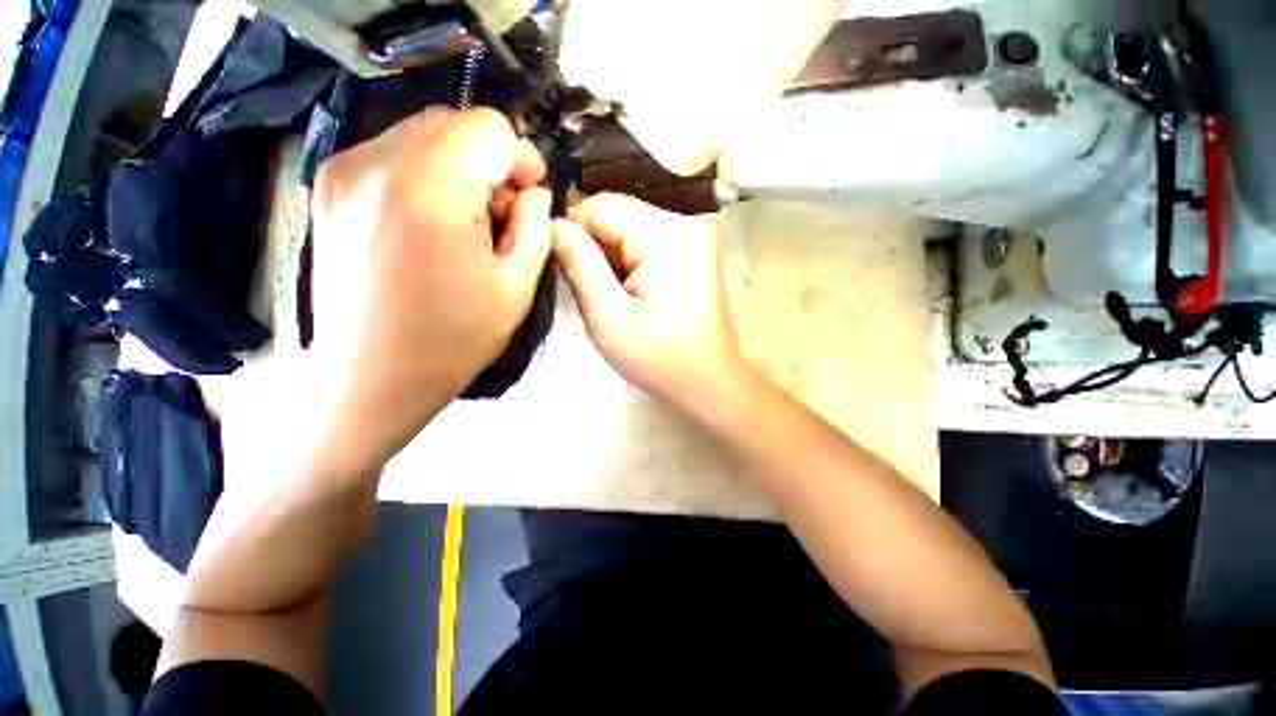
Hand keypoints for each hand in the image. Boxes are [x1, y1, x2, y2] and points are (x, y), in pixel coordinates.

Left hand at [308, 108, 550, 471]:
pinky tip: (432, 222)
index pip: (488, 125)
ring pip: (424, 133)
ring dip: (459, 167)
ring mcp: (344, 169)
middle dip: (491, 160)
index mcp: (431, 188)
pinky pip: (394, 153)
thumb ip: (535, 225)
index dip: (520, 157)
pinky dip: (426, 174)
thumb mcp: (517, 286)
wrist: (373, 375)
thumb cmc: (455, 338)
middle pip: (454, 122)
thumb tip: (533, 191)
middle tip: (502, 214)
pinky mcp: (329, 185)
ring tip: (467, 222)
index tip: (528, 196)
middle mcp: (377, 162)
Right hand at [552, 193, 743, 404]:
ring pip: (628, 228)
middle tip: (590, 290)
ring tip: (611, 296)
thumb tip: (552, 225)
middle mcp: (685, 225)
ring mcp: (692, 237)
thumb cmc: (661, 360)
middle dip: (593, 247)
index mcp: (668, 237)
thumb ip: (579, 267)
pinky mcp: (691, 252)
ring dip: (610, 258)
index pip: (601, 205)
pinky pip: (644, 242)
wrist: (708, 382)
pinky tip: (629, 293)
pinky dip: (627, 263)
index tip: (561, 266)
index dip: (573, 230)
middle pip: (616, 214)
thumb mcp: (609, 320)